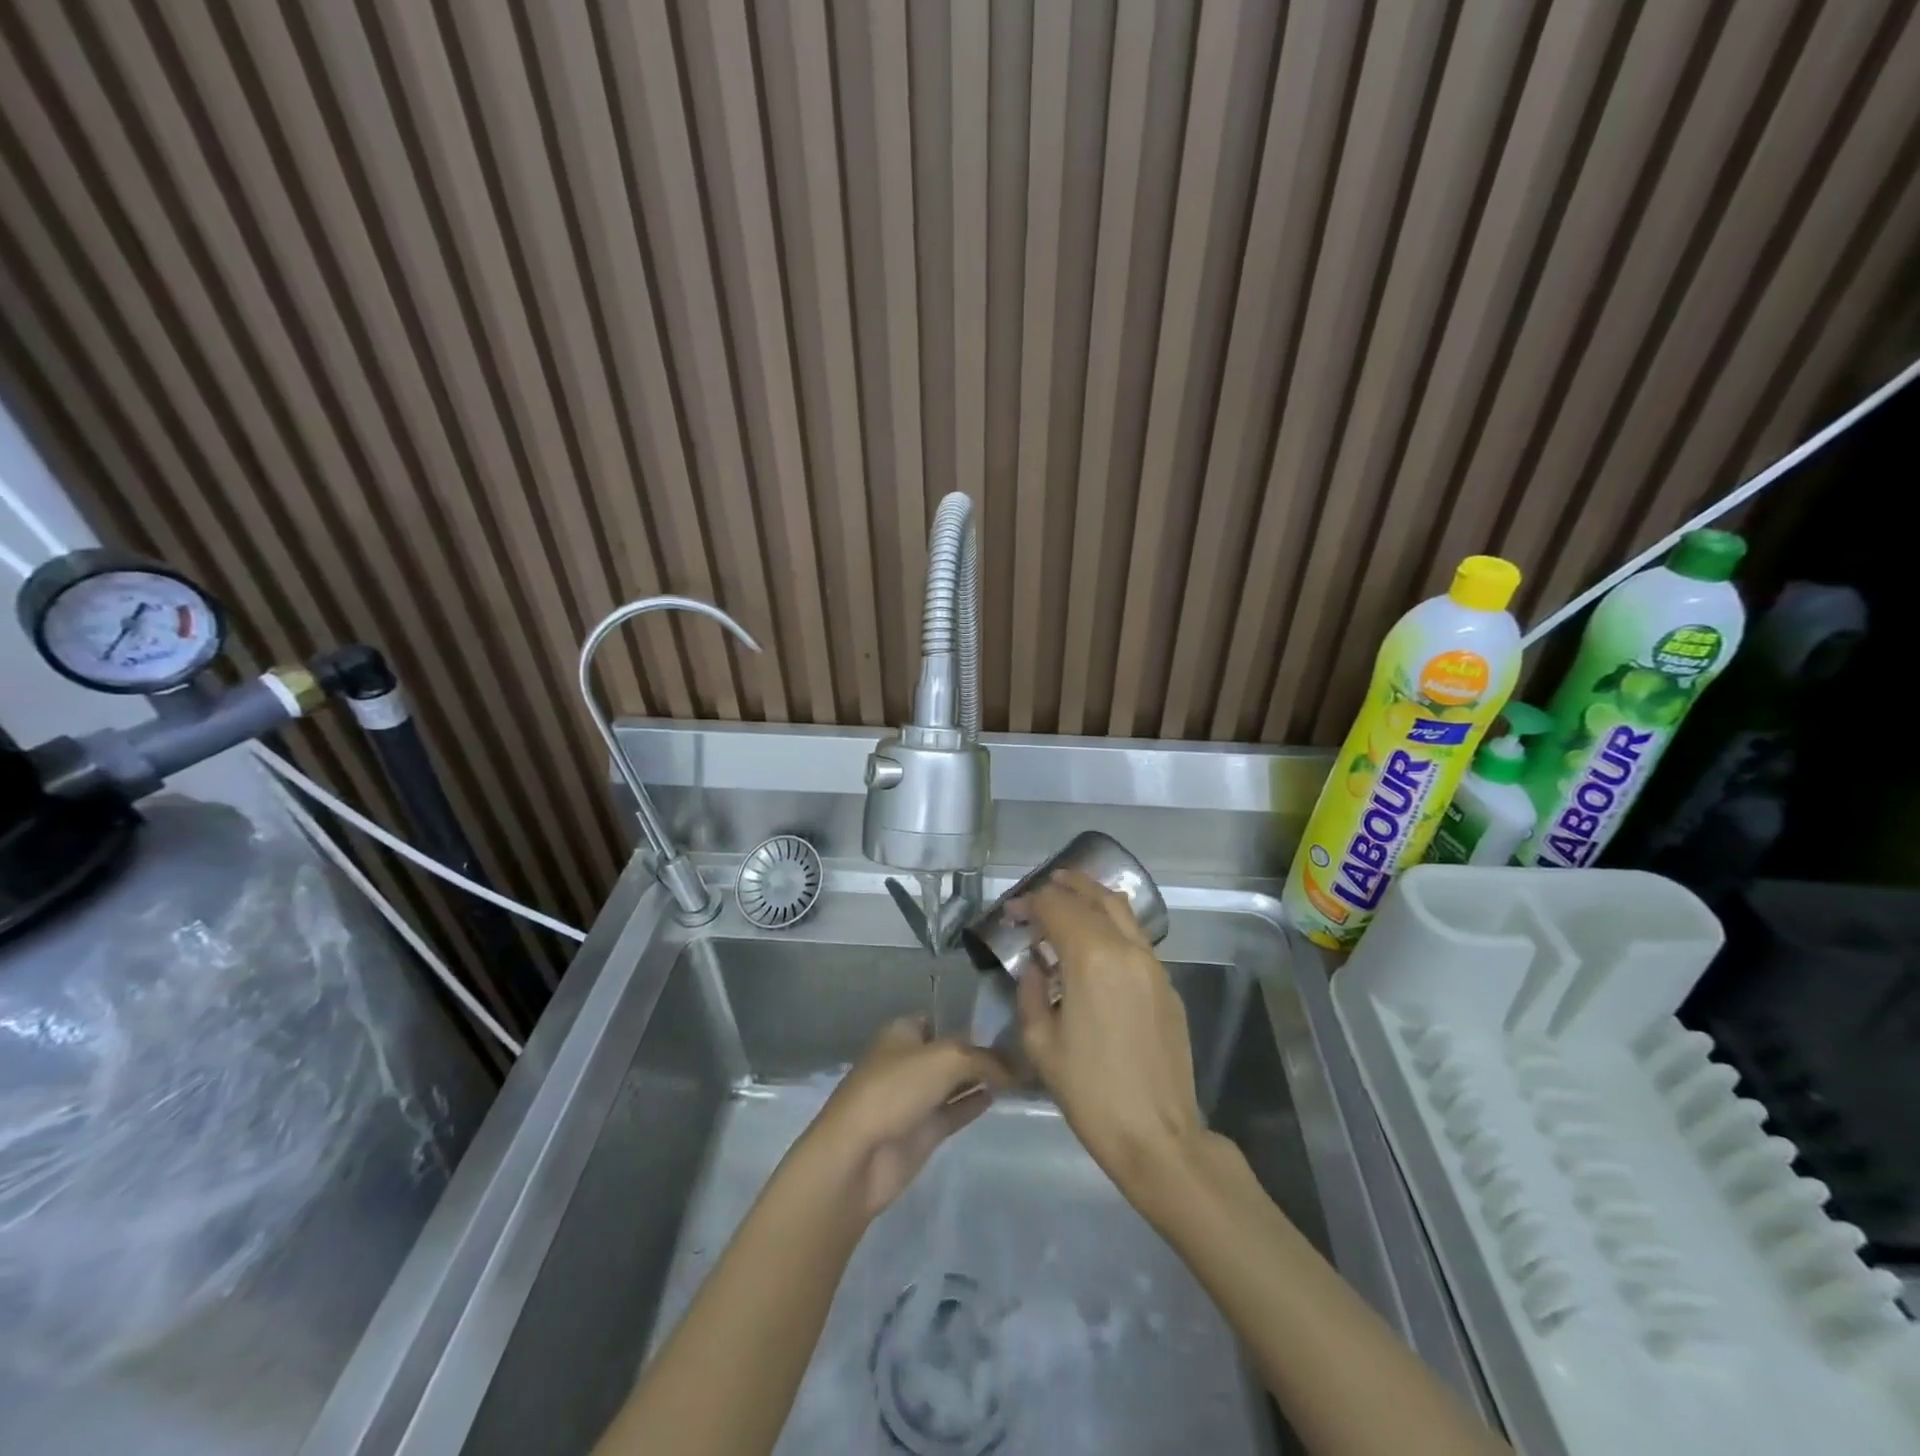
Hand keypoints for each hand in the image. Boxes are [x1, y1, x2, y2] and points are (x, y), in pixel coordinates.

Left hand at [798, 1017, 1008, 1219]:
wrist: (858, 1154)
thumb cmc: (896, 1089)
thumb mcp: (946, 1059)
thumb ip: (983, 1059)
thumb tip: (1013, 1067)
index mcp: (902, 1032)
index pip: (940, 1019)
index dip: (968, 1021)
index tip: (1004, 1026)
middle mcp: (908, 1061)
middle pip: (950, 1052)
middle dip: (979, 1052)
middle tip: (1020, 1051)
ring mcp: (914, 1098)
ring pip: (953, 1082)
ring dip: (980, 1079)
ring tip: (1019, 1074)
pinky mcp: (922, 1131)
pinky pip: (954, 1110)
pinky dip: (973, 1103)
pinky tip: (999, 1097)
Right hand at [1013, 870, 1206, 1197]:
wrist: (1157, 1136)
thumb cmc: (1089, 1092)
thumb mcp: (1040, 1043)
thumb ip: (1032, 991)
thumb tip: (1036, 964)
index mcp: (1091, 958)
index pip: (1056, 907)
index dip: (1029, 903)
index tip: (1011, 914)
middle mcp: (1126, 949)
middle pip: (1094, 897)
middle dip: (1065, 887)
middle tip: (1042, 888)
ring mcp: (1154, 965)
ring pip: (1123, 911)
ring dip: (1093, 898)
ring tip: (1070, 898)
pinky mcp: (1168, 985)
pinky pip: (1137, 939)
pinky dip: (1113, 926)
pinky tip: (1097, 945)